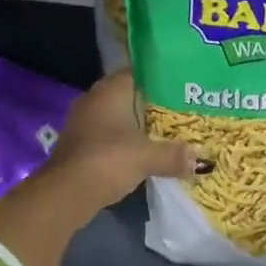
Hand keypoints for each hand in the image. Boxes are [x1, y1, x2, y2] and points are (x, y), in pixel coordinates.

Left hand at [47, 71, 198, 211]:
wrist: (64, 194)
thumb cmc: (107, 160)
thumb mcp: (147, 157)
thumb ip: (174, 155)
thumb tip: (202, 160)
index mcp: (111, 89)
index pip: (140, 71)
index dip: (163, 77)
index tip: (185, 85)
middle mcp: (95, 97)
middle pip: (131, 93)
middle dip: (154, 102)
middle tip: (183, 108)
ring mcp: (84, 120)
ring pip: (120, 114)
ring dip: (139, 123)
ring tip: (169, 129)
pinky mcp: (80, 142)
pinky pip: (110, 133)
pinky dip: (126, 139)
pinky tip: (144, 149)